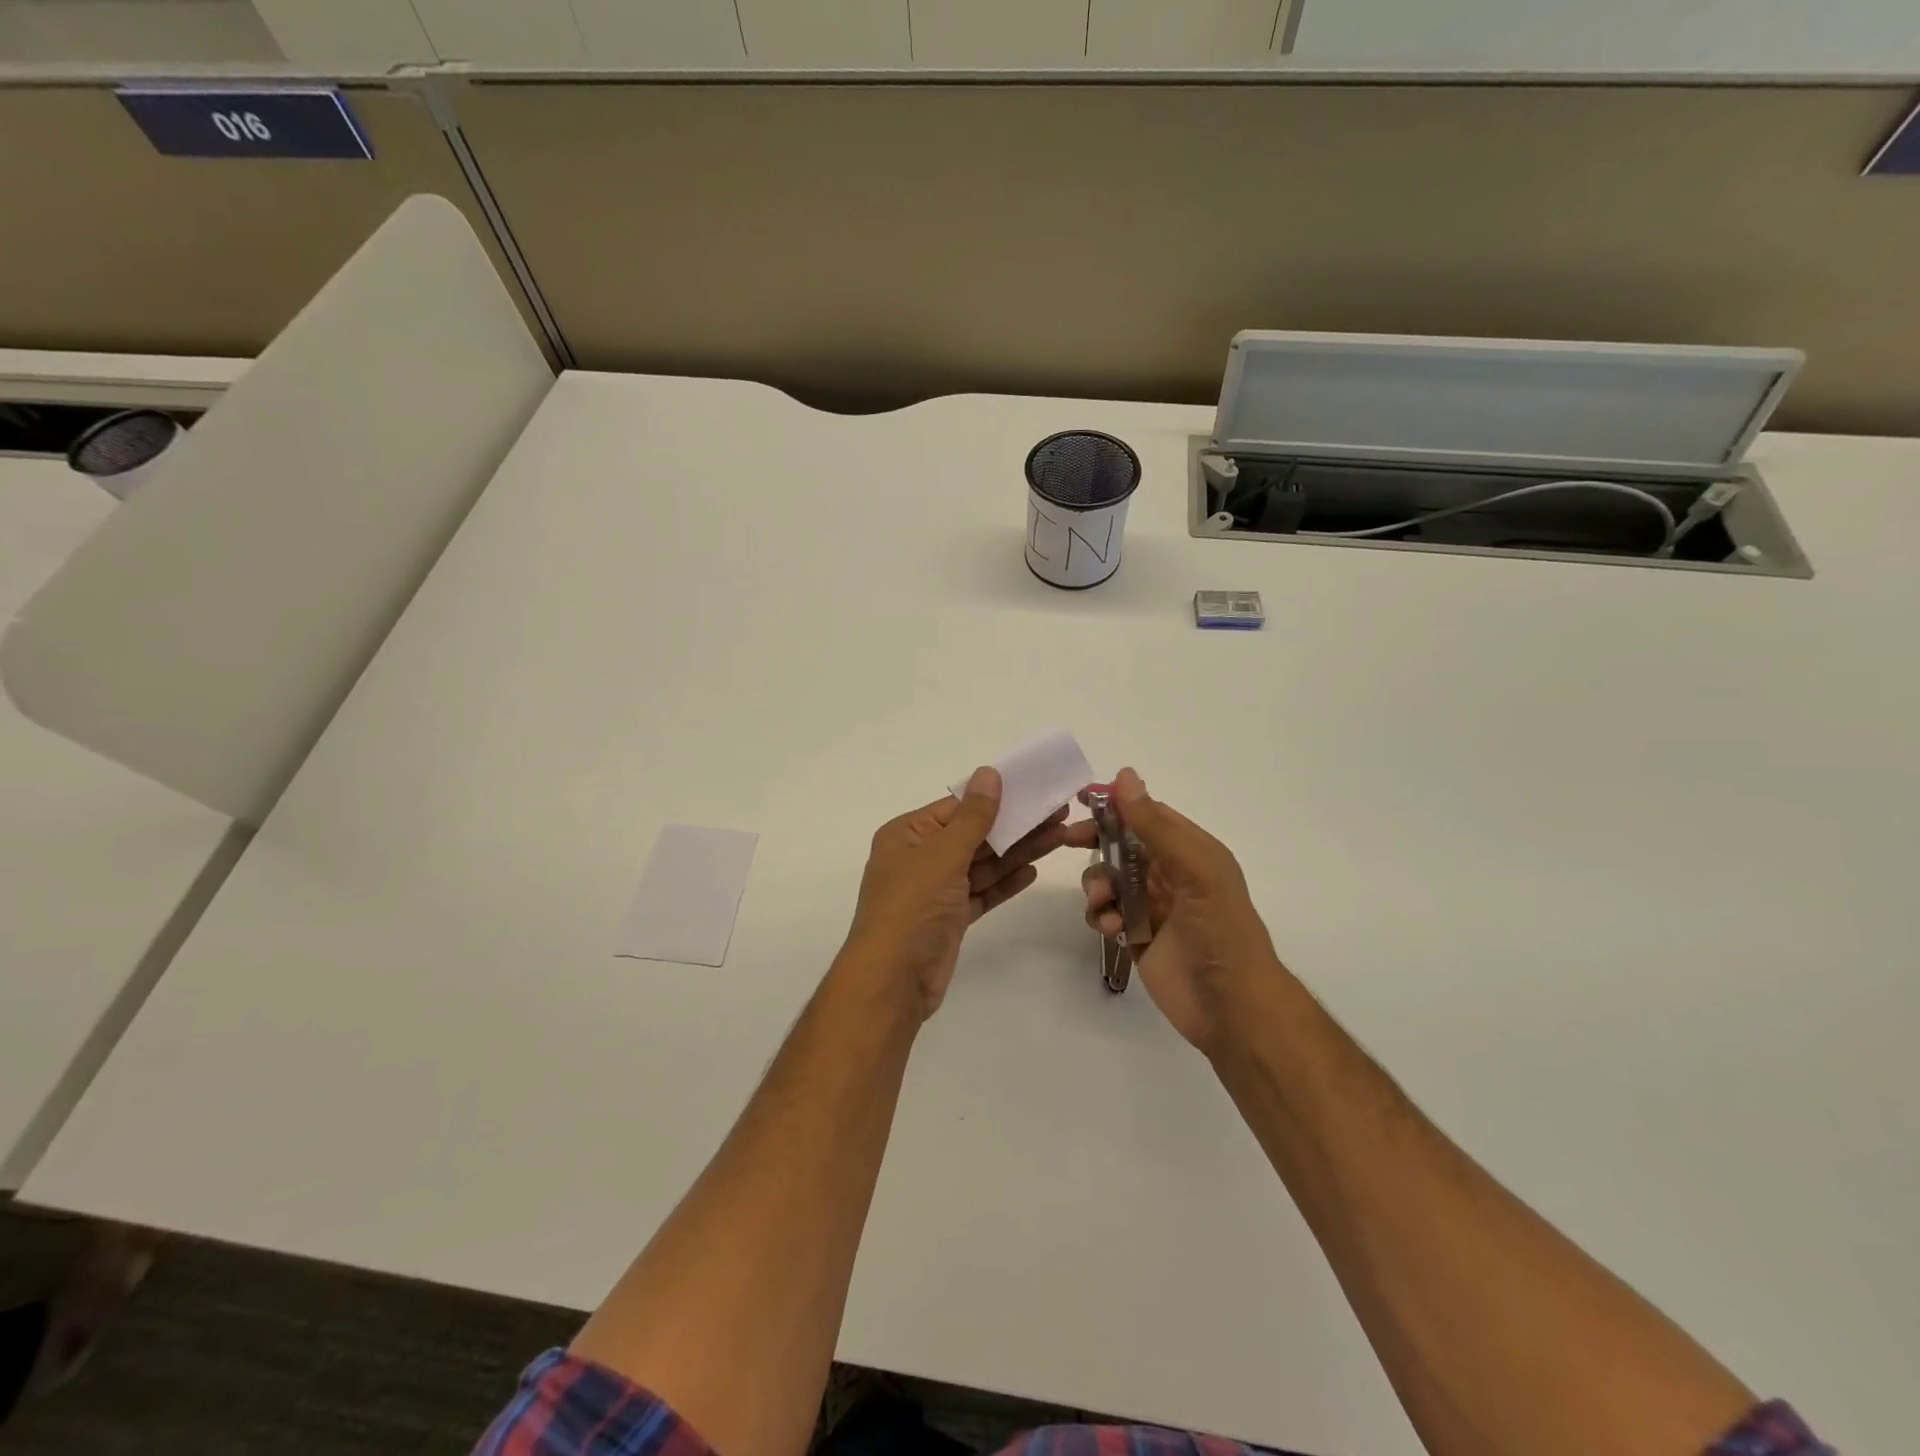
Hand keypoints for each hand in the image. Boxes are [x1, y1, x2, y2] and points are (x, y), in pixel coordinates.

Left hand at [844, 767, 1071, 1019]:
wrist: (893, 980)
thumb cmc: (912, 906)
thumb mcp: (943, 854)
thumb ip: (972, 817)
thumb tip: (989, 773)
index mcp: (907, 834)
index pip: (957, 807)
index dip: (996, 797)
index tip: (1033, 788)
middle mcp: (920, 858)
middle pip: (974, 835)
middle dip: (1015, 825)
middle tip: (1058, 812)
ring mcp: (936, 890)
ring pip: (982, 864)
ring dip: (1018, 852)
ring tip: (1059, 836)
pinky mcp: (950, 919)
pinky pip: (982, 892)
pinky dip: (1005, 882)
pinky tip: (1032, 871)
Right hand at [1076, 768, 1284, 1056]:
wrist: (1232, 1007)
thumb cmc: (1220, 930)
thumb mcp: (1194, 869)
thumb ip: (1155, 825)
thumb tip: (1124, 776)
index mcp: (1191, 851)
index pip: (1148, 815)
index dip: (1116, 804)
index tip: (1082, 798)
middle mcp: (1170, 874)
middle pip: (1122, 844)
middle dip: (1096, 841)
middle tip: (1070, 840)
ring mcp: (1152, 906)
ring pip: (1109, 879)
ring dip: (1097, 885)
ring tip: (1102, 904)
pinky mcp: (1137, 936)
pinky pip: (1107, 913)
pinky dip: (1101, 915)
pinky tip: (1111, 928)